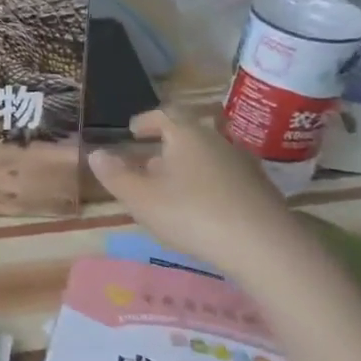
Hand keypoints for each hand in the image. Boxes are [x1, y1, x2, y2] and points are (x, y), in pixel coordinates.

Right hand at [88, 110, 305, 279]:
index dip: (146, 120)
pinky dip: (207, 186)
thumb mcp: (141, 198)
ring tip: (169, 191)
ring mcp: (243, 165)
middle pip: (187, 136)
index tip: (133, 131)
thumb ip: (115, 175)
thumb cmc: (192, 214)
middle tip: (145, 167)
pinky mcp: (260, 190)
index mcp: (187, 135)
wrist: (265, 247)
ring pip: (206, 158)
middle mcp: (217, 141)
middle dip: (164, 149)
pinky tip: (200, 210)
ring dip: (186, 169)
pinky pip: (224, 179)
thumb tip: (96, 153)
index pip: (165, 114)